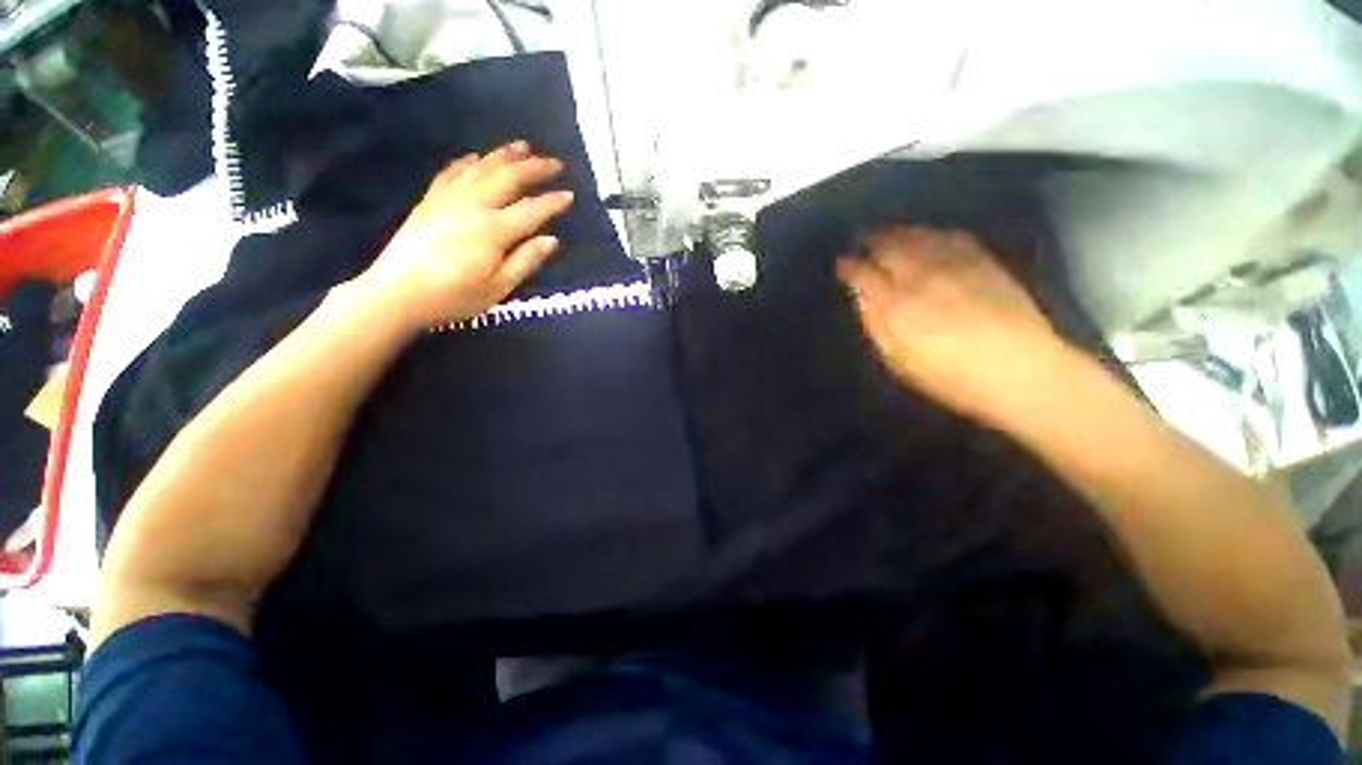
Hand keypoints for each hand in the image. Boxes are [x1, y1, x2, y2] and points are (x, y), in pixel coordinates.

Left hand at [351, 141, 574, 330]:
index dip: (552, 202)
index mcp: (493, 231)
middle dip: (533, 168)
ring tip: (522, 146)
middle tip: (554, 163)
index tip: (570, 195)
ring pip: (481, 169)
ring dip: (504, 156)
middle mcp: (473, 206)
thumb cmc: (454, 297)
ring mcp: (448, 200)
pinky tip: (476, 157)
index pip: (531, 210)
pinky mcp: (429, 202)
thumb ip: (525, 261)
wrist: (396, 293)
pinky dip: (466, 163)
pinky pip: (450, 173)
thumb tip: (551, 240)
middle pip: (507, 179)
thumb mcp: (498, 288)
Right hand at [837, 227, 1062, 422]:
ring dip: (897, 231)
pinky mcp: (983, 261)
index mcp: (896, 305)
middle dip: (870, 241)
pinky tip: (927, 234)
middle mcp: (921, 276)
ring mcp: (955, 265)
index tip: (841, 263)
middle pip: (888, 247)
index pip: (863, 274)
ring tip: (885, 231)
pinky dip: (933, 232)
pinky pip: (951, 236)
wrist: (1022, 372)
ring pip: (917, 237)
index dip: (849, 266)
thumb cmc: (950, 377)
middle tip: (860, 239)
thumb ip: (876, 326)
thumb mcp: (899, 362)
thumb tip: (862, 298)